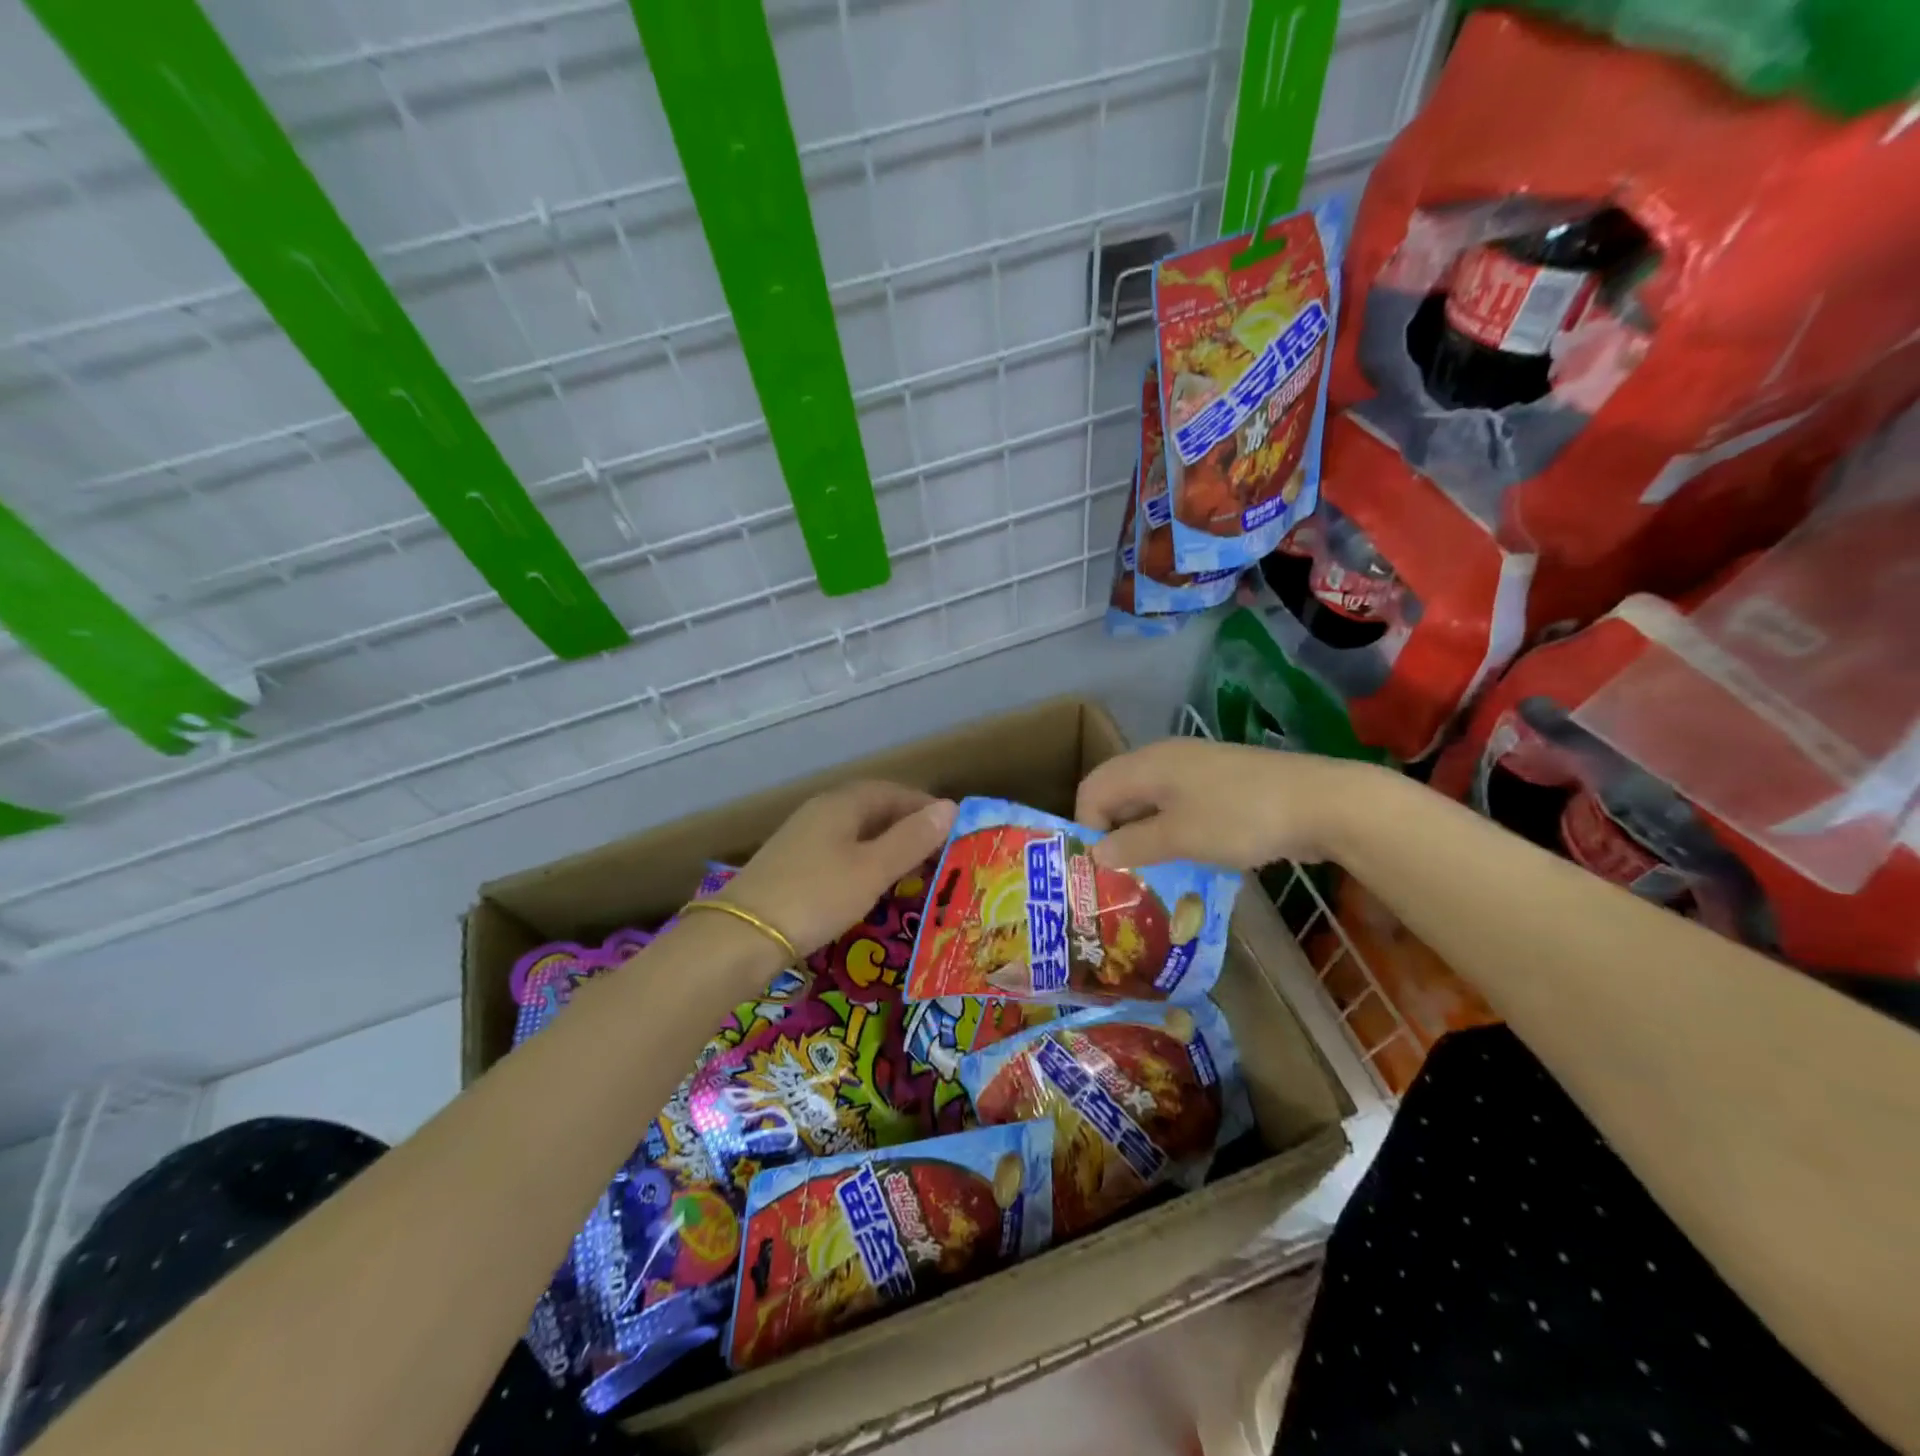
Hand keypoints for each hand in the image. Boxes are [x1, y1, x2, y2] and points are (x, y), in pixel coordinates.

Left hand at [719, 781, 956, 958]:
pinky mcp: (791, 864)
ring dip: (886, 846)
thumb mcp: (872, 870)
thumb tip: (949, 807)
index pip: (893, 791)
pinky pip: (839, 852)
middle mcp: (821, 811)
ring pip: (856, 832)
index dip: (924, 807)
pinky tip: (870, 886)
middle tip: (938, 855)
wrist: (741, 936)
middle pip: (873, 809)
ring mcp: (802, 837)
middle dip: (908, 827)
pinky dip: (864, 862)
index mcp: (842, 803)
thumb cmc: (816, 896)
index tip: (952, 830)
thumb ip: (912, 839)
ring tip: (912, 872)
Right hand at [1074, 738, 1372, 870]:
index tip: (1101, 865)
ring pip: (1150, 801)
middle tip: (1120, 873)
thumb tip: (1096, 854)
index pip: (1093, 788)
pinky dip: (1172, 830)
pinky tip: (1188, 857)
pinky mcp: (1221, 784)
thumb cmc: (1240, 818)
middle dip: (1113, 832)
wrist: (1322, 802)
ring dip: (1143, 834)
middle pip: (1119, 792)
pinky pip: (1179, 805)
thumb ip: (1133, 845)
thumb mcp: (1180, 838)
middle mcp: (1165, 759)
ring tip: (1150, 871)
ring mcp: (1196, 769)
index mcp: (1147, 764)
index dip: (1087, 826)